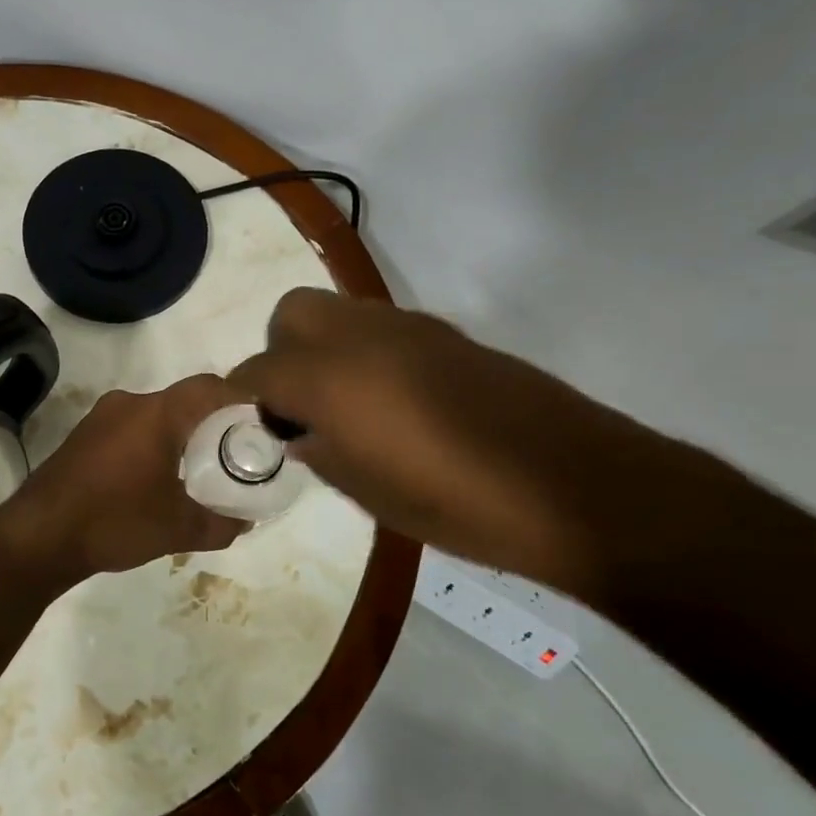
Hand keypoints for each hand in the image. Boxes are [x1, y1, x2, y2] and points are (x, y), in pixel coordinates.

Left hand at [0, 375, 247, 584]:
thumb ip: (220, 523)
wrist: (38, 537)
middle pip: (183, 399)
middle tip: (235, 449)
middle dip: (213, 420)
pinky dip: (154, 441)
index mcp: (156, 413)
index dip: (240, 397)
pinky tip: (157, 475)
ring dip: (181, 432)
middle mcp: (129, 403)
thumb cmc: (114, 522)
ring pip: (156, 413)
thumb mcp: (178, 529)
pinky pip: (132, 427)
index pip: (210, 387)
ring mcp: (101, 417)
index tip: (261, 421)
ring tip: (199, 466)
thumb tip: (246, 521)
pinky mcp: (84, 435)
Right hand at [228, 289, 712, 599]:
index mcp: (331, 379)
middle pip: (291, 313)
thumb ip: (320, 451)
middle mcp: (361, 337)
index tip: (250, 426)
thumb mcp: (369, 493)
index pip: (258, 370)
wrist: (572, 485)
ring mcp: (408, 327)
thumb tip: (300, 430)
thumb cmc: (458, 504)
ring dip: (323, 347)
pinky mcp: (446, 333)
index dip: (243, 398)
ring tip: (346, 405)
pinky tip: (393, 401)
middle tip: (299, 404)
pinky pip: (381, 328)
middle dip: (280, 352)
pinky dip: (365, 352)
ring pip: (338, 311)